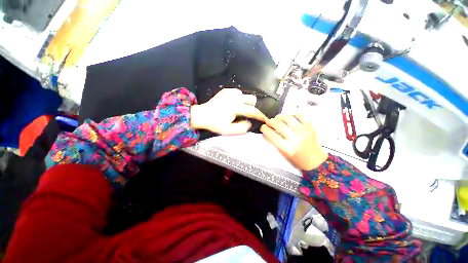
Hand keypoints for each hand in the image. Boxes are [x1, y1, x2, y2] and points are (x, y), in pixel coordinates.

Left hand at [191, 88, 266, 134]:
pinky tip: (231, 104)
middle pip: (252, 99)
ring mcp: (230, 92)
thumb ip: (241, 128)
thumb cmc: (215, 123)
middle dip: (252, 106)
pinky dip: (238, 99)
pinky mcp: (226, 90)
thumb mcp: (228, 130)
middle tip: (246, 114)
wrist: (202, 114)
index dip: (260, 115)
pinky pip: (238, 93)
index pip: (253, 111)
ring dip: (244, 102)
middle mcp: (235, 97)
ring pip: (245, 95)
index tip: (265, 119)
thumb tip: (250, 123)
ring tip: (237, 109)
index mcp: (236, 107)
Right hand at [260, 114, 327, 170]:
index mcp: (287, 148)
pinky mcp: (310, 127)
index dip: (265, 129)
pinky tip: (288, 116)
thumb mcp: (283, 154)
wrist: (316, 162)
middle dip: (270, 121)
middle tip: (268, 122)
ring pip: (288, 118)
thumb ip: (274, 142)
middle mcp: (295, 138)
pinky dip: (292, 114)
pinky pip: (300, 115)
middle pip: (279, 125)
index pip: (272, 135)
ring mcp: (303, 131)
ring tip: (277, 118)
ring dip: (280, 116)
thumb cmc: (297, 160)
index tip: (262, 127)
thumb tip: (267, 132)